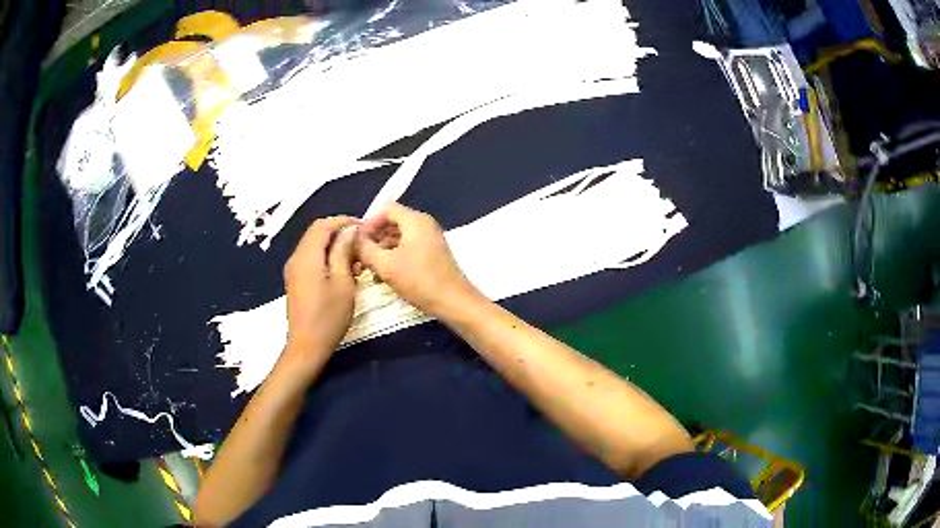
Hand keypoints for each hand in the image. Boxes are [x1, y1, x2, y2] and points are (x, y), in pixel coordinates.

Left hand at [283, 216, 358, 359]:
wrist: (307, 346)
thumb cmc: (329, 316)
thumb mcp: (343, 282)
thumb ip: (344, 252)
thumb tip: (350, 230)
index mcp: (307, 256)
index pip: (322, 225)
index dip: (343, 221)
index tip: (363, 227)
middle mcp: (296, 258)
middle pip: (316, 233)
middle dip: (339, 233)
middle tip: (361, 244)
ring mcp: (293, 270)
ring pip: (314, 246)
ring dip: (334, 246)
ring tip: (355, 260)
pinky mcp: (296, 281)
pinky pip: (311, 259)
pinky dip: (326, 258)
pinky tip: (342, 272)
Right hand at [357, 203, 479, 316]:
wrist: (454, 302)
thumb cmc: (419, 280)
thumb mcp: (385, 265)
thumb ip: (365, 248)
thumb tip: (353, 239)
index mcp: (415, 220)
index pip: (386, 209)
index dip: (368, 223)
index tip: (357, 242)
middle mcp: (424, 224)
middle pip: (392, 222)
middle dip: (374, 238)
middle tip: (360, 257)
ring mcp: (430, 239)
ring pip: (399, 237)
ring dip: (382, 250)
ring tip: (369, 269)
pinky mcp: (432, 254)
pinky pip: (408, 248)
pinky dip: (394, 257)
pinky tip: (384, 275)